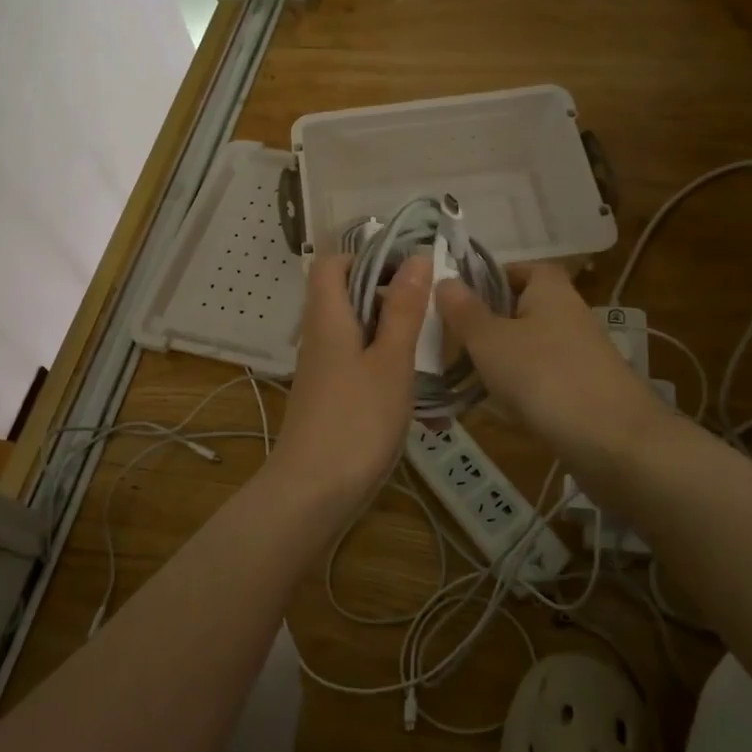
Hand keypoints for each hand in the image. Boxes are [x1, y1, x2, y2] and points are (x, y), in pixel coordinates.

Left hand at [268, 253, 431, 522]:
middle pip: (351, 299)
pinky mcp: (332, 400)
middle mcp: (320, 338)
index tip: (408, 271)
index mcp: (328, 317)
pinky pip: (363, 371)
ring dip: (399, 344)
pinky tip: (426, 407)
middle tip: (433, 318)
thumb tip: (416, 258)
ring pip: (363, 338)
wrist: (314, 493)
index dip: (367, 258)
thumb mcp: (391, 361)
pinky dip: (392, 377)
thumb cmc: (356, 420)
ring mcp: (324, 371)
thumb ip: (404, 310)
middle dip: (394, 302)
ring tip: (437, 363)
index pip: (332, 264)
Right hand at [437, 264, 661, 470]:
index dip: (489, 277)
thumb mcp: (490, 341)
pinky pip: (540, 378)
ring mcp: (578, 354)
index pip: (520, 267)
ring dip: (498, 359)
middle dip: (486, 323)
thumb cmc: (544, 376)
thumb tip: (444, 280)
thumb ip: (464, 311)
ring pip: (528, 346)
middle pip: (521, 308)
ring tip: (463, 376)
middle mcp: (568, 314)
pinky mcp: (582, 389)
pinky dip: (518, 388)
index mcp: (550, 290)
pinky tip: (496, 407)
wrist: (614, 441)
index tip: (456, 297)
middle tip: (449, 340)